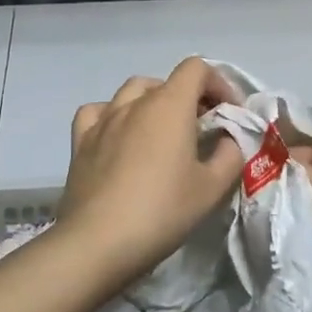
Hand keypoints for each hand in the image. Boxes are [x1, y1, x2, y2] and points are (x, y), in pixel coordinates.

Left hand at [55, 57, 244, 282]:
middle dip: (188, 98)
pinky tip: (119, 137)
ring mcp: (103, 120)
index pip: (196, 69)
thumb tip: (228, 140)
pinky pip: (98, 112)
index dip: (218, 83)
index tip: (228, 113)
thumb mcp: (212, 188)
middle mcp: (134, 103)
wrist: (99, 242)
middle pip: (165, 82)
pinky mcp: (81, 141)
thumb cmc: (162, 211)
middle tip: (200, 129)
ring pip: (130, 92)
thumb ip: (230, 155)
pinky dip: (113, 116)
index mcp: (169, 105)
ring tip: (162, 133)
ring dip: (152, 103)